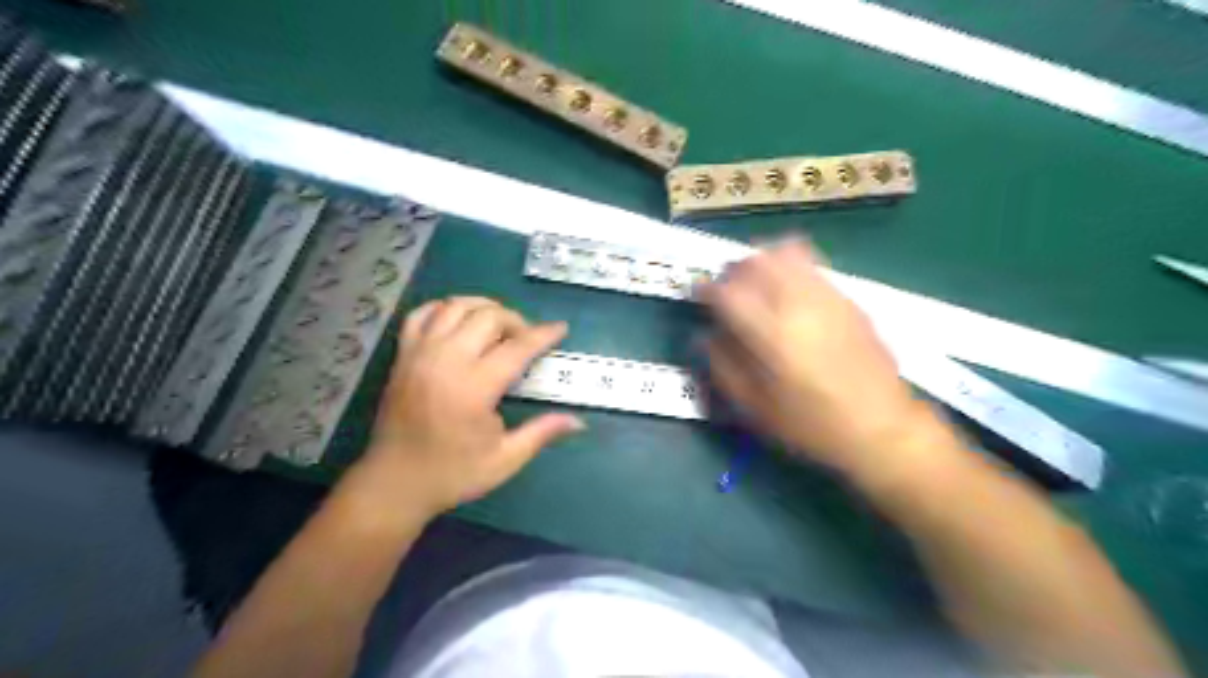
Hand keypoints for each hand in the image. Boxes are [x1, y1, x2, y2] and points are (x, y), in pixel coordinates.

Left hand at [355, 296, 581, 513]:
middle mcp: (446, 361)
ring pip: (455, 307)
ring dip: (483, 308)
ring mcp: (419, 354)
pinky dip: (443, 309)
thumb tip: (579, 422)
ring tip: (498, 325)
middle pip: (488, 316)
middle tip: (527, 338)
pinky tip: (458, 321)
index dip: (543, 335)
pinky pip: (421, 315)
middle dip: (516, 320)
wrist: (393, 483)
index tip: (560, 328)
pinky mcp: (402, 356)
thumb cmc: (452, 474)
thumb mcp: (505, 460)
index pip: (517, 347)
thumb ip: (541, 433)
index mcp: (474, 388)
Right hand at [698, 238, 943, 481]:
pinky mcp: (848, 298)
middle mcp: (798, 304)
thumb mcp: (755, 408)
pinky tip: (790, 296)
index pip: (727, 291)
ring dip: (763, 261)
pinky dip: (790, 268)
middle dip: (734, 270)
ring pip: (786, 251)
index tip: (699, 296)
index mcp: (771, 334)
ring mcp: (827, 296)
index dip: (706, 288)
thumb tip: (704, 335)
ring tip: (758, 285)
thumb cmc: (811, 425)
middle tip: (728, 290)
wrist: (881, 427)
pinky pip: (812, 265)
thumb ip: (722, 367)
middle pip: (757, 260)